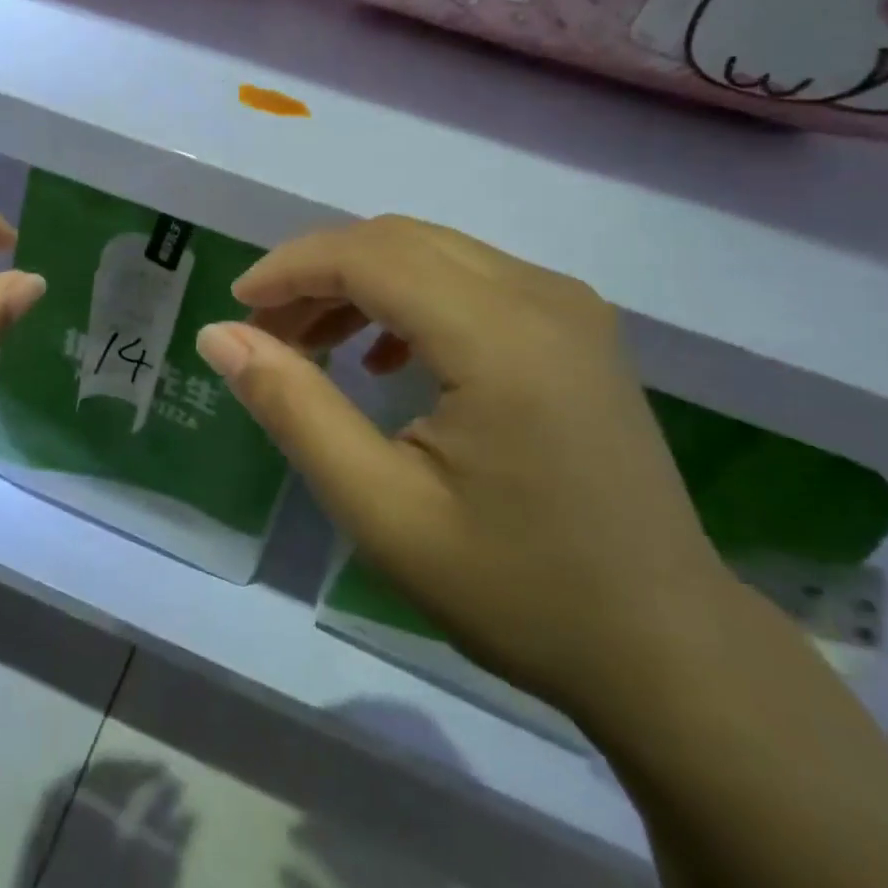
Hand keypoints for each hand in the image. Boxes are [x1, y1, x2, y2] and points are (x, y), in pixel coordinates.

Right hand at [194, 216, 730, 712]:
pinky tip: (389, 357)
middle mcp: (541, 294)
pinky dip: (412, 296)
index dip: (292, 268)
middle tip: (266, 332)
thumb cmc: (518, 590)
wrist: (666, 647)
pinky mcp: (577, 325)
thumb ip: (295, 409)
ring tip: (314, 343)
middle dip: (320, 272)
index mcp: (500, 336)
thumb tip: (220, 335)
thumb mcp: (382, 510)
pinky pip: (472, 278)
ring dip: (363, 282)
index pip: (370, 256)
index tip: (238, 305)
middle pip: (400, 240)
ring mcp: (569, 304)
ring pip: (435, 252)